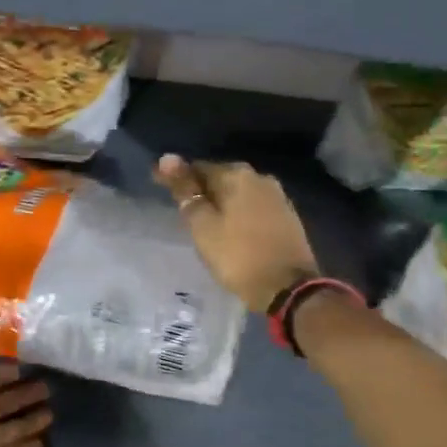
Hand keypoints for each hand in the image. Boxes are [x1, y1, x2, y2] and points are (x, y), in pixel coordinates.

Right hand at [155, 154, 319, 311]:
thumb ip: (185, 191)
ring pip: (239, 193)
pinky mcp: (287, 216)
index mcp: (237, 175)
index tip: (158, 185)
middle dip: (201, 189)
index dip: (176, 177)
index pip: (198, 167)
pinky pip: (253, 207)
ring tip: (203, 219)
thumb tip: (167, 158)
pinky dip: (238, 213)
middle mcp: (260, 178)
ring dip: (221, 202)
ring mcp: (278, 197)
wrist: (288, 289)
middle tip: (181, 207)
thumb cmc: (238, 256)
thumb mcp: (203, 225)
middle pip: (221, 178)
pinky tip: (230, 228)